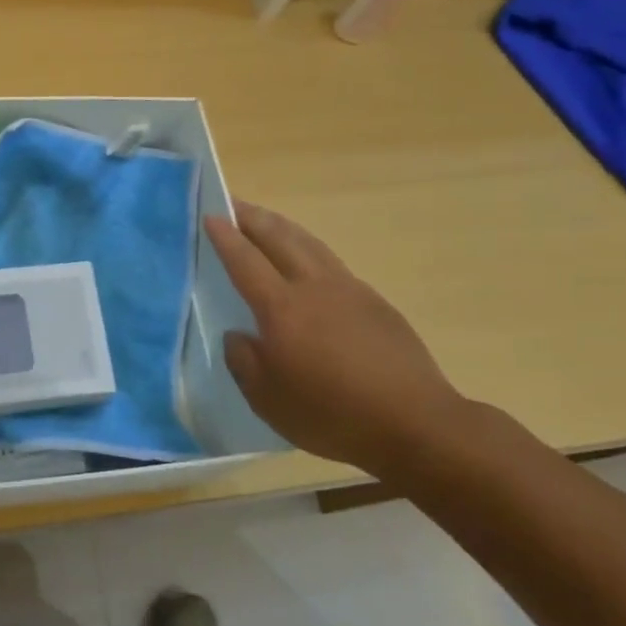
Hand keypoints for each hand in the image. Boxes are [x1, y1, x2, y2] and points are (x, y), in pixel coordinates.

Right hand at [206, 201, 469, 472]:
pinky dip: (309, 250)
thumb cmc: (331, 415)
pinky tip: (307, 263)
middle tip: (233, 202)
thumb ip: (243, 361)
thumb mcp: (267, 400)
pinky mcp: (375, 303)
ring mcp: (350, 290)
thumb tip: (238, 335)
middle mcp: (315, 288)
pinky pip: (332, 263)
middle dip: (253, 217)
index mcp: (282, 309)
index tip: (210, 215)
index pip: (245, 261)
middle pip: (280, 238)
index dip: (225, 237)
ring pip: (310, 244)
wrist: (415, 423)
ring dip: (283, 227)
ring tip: (266, 220)